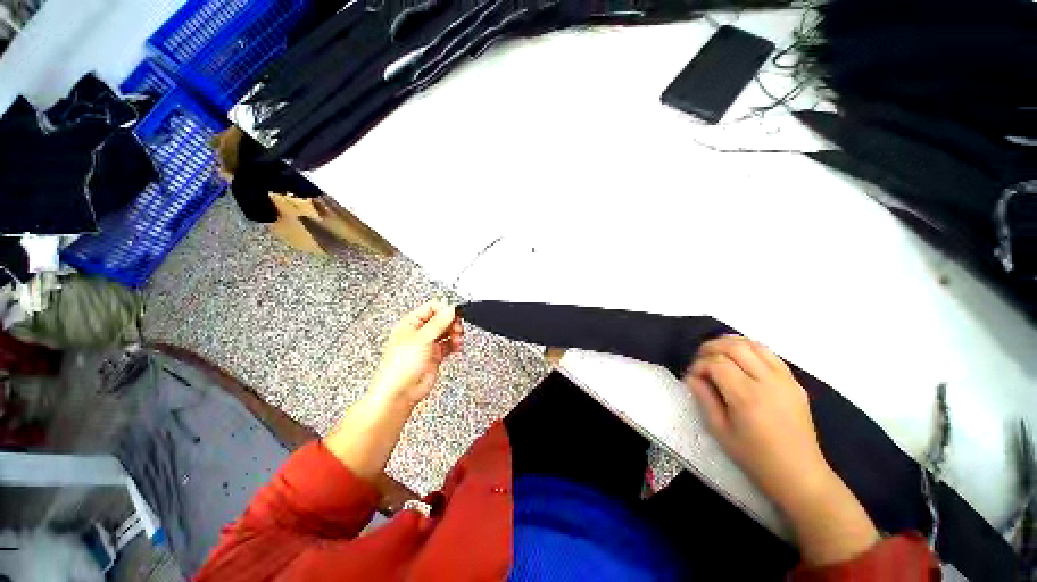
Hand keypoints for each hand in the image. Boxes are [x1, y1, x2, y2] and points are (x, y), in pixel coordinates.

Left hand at [370, 300, 462, 406]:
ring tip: (458, 339)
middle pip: (441, 319)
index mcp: (411, 323)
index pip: (432, 307)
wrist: (399, 393)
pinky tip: (457, 346)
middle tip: (457, 328)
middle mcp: (419, 332)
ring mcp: (427, 344)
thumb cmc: (399, 367)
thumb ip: (438, 323)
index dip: (445, 310)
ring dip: (455, 334)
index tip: (454, 315)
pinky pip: (448, 345)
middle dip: (452, 322)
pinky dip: (455, 344)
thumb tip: (450, 309)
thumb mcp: (421, 339)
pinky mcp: (434, 356)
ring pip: (446, 332)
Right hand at [683, 335, 830, 508]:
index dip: (699, 365)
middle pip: (734, 347)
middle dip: (711, 347)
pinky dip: (750, 349)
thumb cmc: (754, 458)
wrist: (800, 474)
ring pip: (753, 344)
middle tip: (700, 359)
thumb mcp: (720, 432)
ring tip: (717, 354)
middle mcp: (767, 382)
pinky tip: (740, 359)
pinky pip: (769, 354)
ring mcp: (785, 380)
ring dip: (730, 343)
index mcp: (747, 397)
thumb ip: (704, 399)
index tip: (693, 376)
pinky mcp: (794, 382)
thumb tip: (692, 377)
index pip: (716, 363)